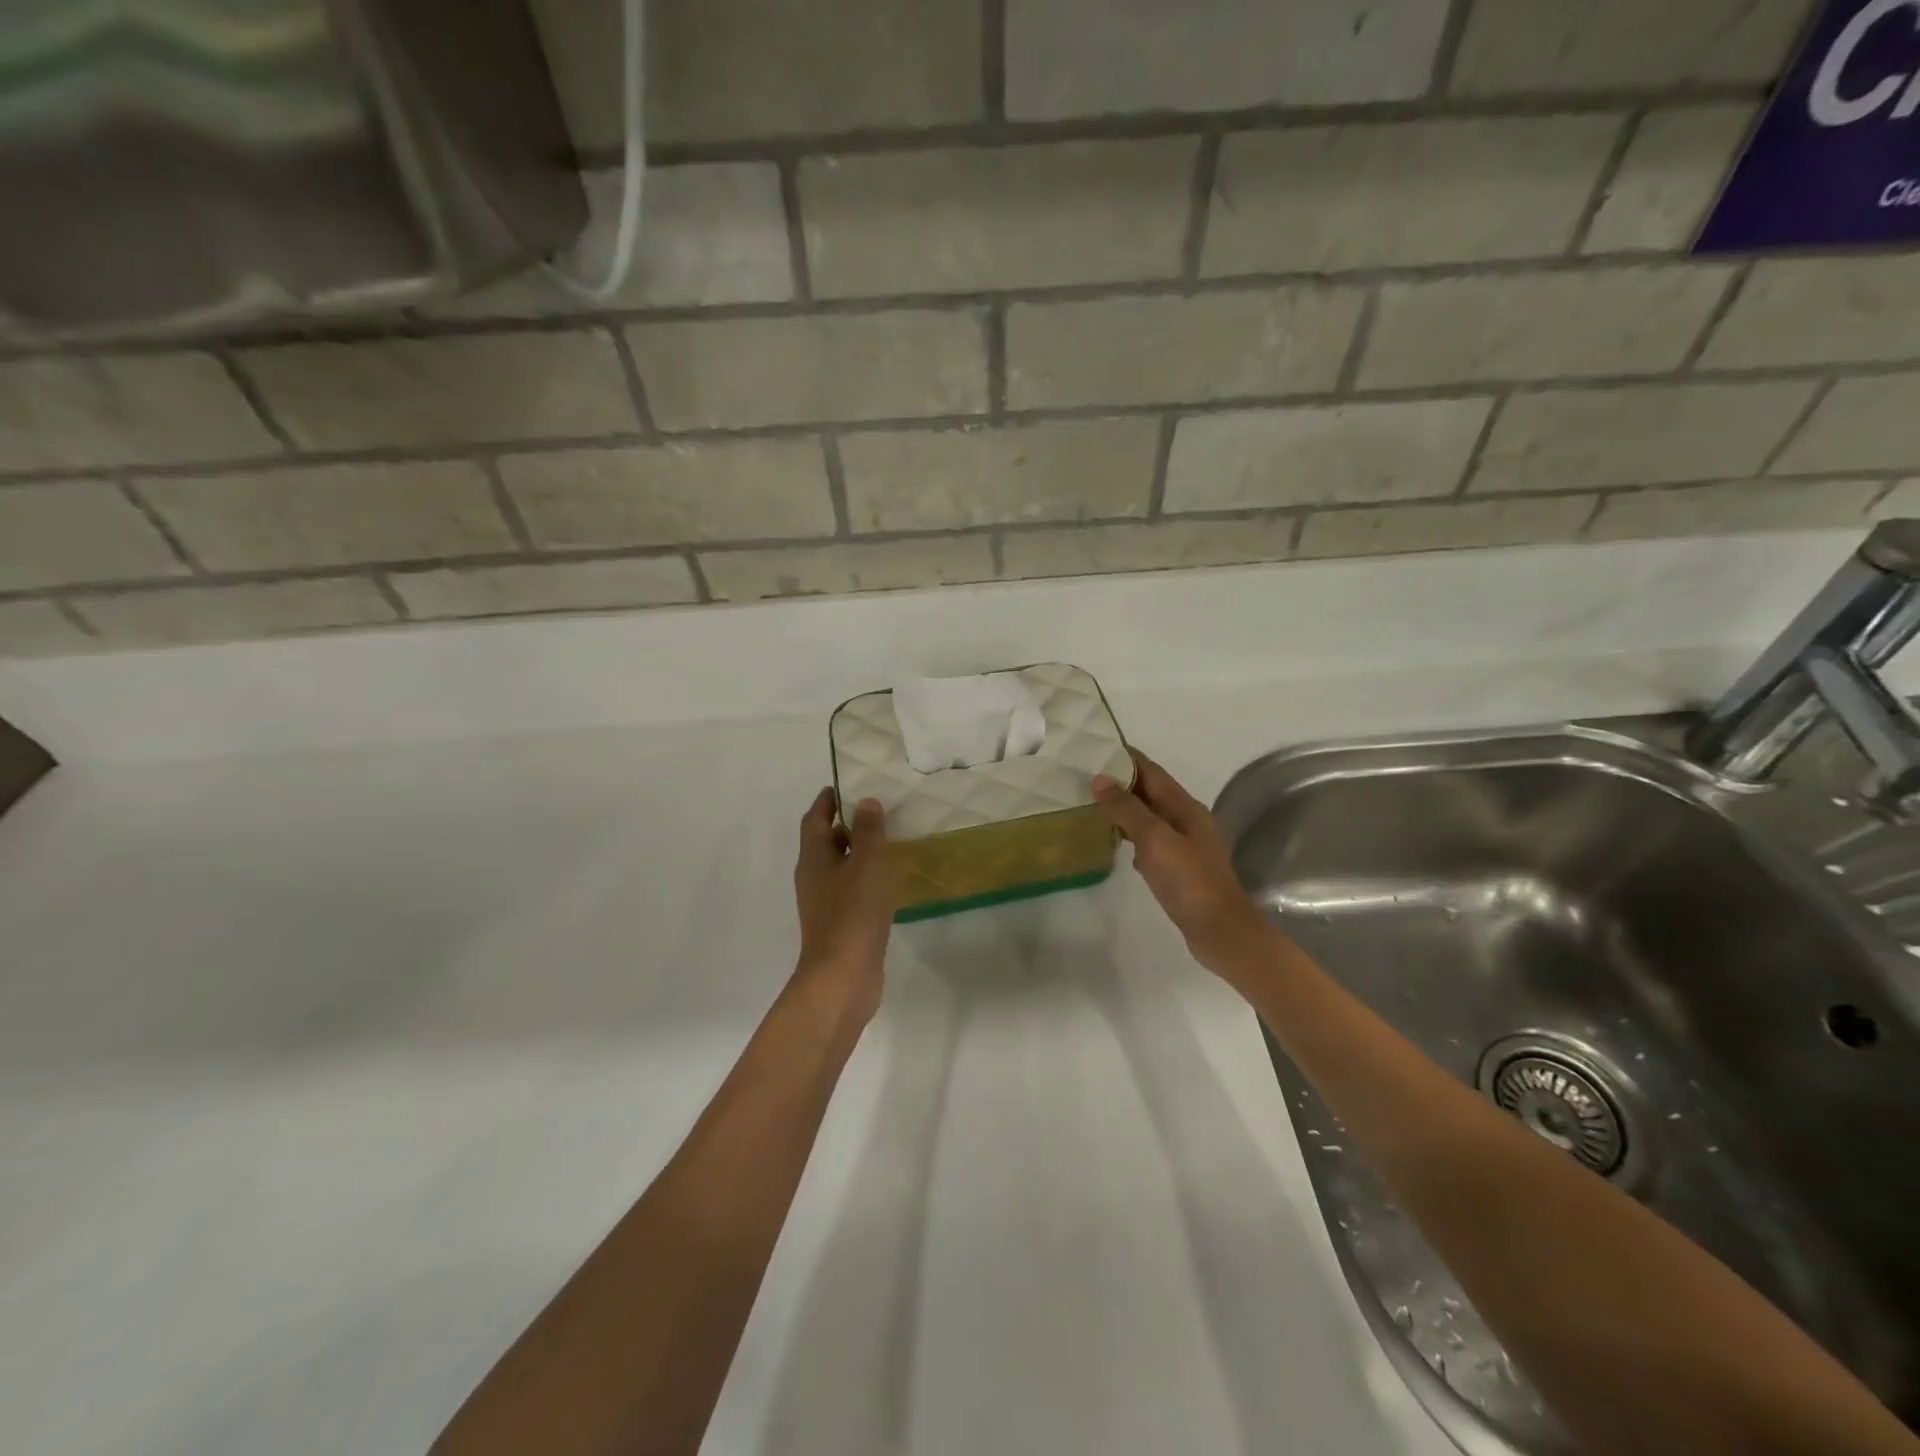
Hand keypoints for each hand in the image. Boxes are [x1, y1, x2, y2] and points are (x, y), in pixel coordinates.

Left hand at [793, 787, 898, 1019]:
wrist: (843, 977)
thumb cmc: (853, 913)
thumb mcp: (867, 864)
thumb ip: (868, 831)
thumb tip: (865, 803)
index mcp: (813, 858)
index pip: (815, 820)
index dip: (827, 801)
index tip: (843, 785)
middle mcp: (814, 878)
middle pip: (825, 843)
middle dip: (845, 826)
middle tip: (874, 810)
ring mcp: (825, 904)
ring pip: (840, 868)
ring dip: (857, 853)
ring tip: (886, 841)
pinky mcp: (840, 925)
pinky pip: (851, 891)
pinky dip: (865, 879)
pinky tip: (888, 881)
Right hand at [1092, 750, 1272, 974]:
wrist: (1220, 931)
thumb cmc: (1189, 881)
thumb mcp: (1155, 839)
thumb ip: (1127, 809)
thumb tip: (1099, 778)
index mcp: (1185, 807)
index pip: (1152, 772)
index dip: (1126, 759)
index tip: (1095, 749)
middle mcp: (1186, 820)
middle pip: (1150, 792)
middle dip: (1121, 782)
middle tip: (1083, 777)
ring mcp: (1183, 846)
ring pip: (1148, 817)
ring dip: (1123, 809)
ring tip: (1090, 804)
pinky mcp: (1178, 868)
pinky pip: (1150, 841)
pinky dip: (1131, 836)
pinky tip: (1113, 842)